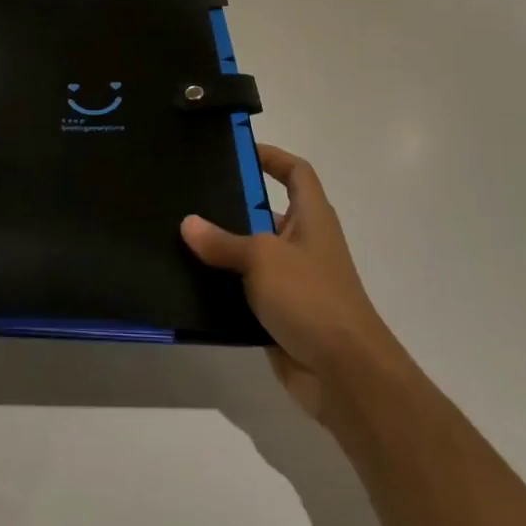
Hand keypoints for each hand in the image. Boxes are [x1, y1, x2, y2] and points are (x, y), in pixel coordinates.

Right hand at [181, 145, 405, 427]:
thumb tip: (188, 223)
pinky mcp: (280, 314)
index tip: (237, 151)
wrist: (345, 375)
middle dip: (232, 204)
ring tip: (179, 237)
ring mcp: (293, 281)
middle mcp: (304, 244)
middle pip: (267, 212)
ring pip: (252, 255)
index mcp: (312, 218)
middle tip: (190, 195)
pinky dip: (223, 288)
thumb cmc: (311, 298)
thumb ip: (223, 241)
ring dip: (223, 250)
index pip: (296, 172)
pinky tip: (189, 283)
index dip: (272, 157)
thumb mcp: (263, 259)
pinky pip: (246, 292)